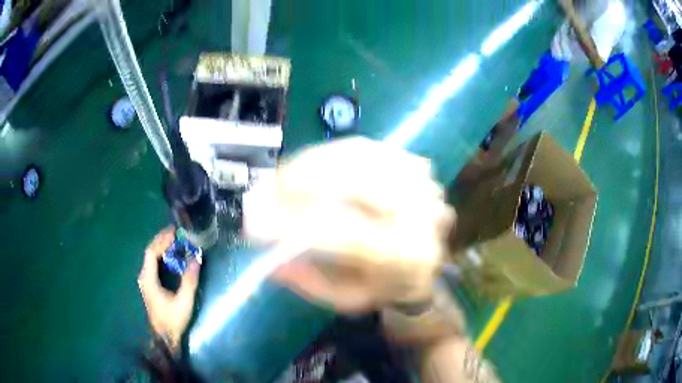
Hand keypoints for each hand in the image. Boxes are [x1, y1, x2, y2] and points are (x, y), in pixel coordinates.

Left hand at [138, 227, 199, 350]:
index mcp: (148, 278)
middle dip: (162, 239)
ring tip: (175, 239)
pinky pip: (153, 263)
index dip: (162, 240)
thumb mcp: (184, 301)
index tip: (175, 232)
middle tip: (176, 231)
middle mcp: (144, 276)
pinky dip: (162, 254)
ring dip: (161, 246)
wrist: (164, 335)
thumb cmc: (173, 319)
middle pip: (150, 251)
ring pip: (151, 256)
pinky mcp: (149, 283)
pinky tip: (171, 254)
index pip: (152, 252)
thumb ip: (189, 280)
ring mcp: (146, 280)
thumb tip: (196, 258)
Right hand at [246, 137, 454, 312]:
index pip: (349, 233)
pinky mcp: (414, 163)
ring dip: (309, 164)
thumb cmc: (384, 286)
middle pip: (355, 182)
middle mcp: (423, 214)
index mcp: (408, 258)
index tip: (253, 222)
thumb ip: (309, 280)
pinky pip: (364, 148)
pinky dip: (330, 154)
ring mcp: (422, 182)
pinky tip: (308, 166)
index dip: (296, 223)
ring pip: (357, 157)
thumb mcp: (346, 298)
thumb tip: (268, 257)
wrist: (425, 263)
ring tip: (279, 178)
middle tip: (263, 191)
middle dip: (298, 182)